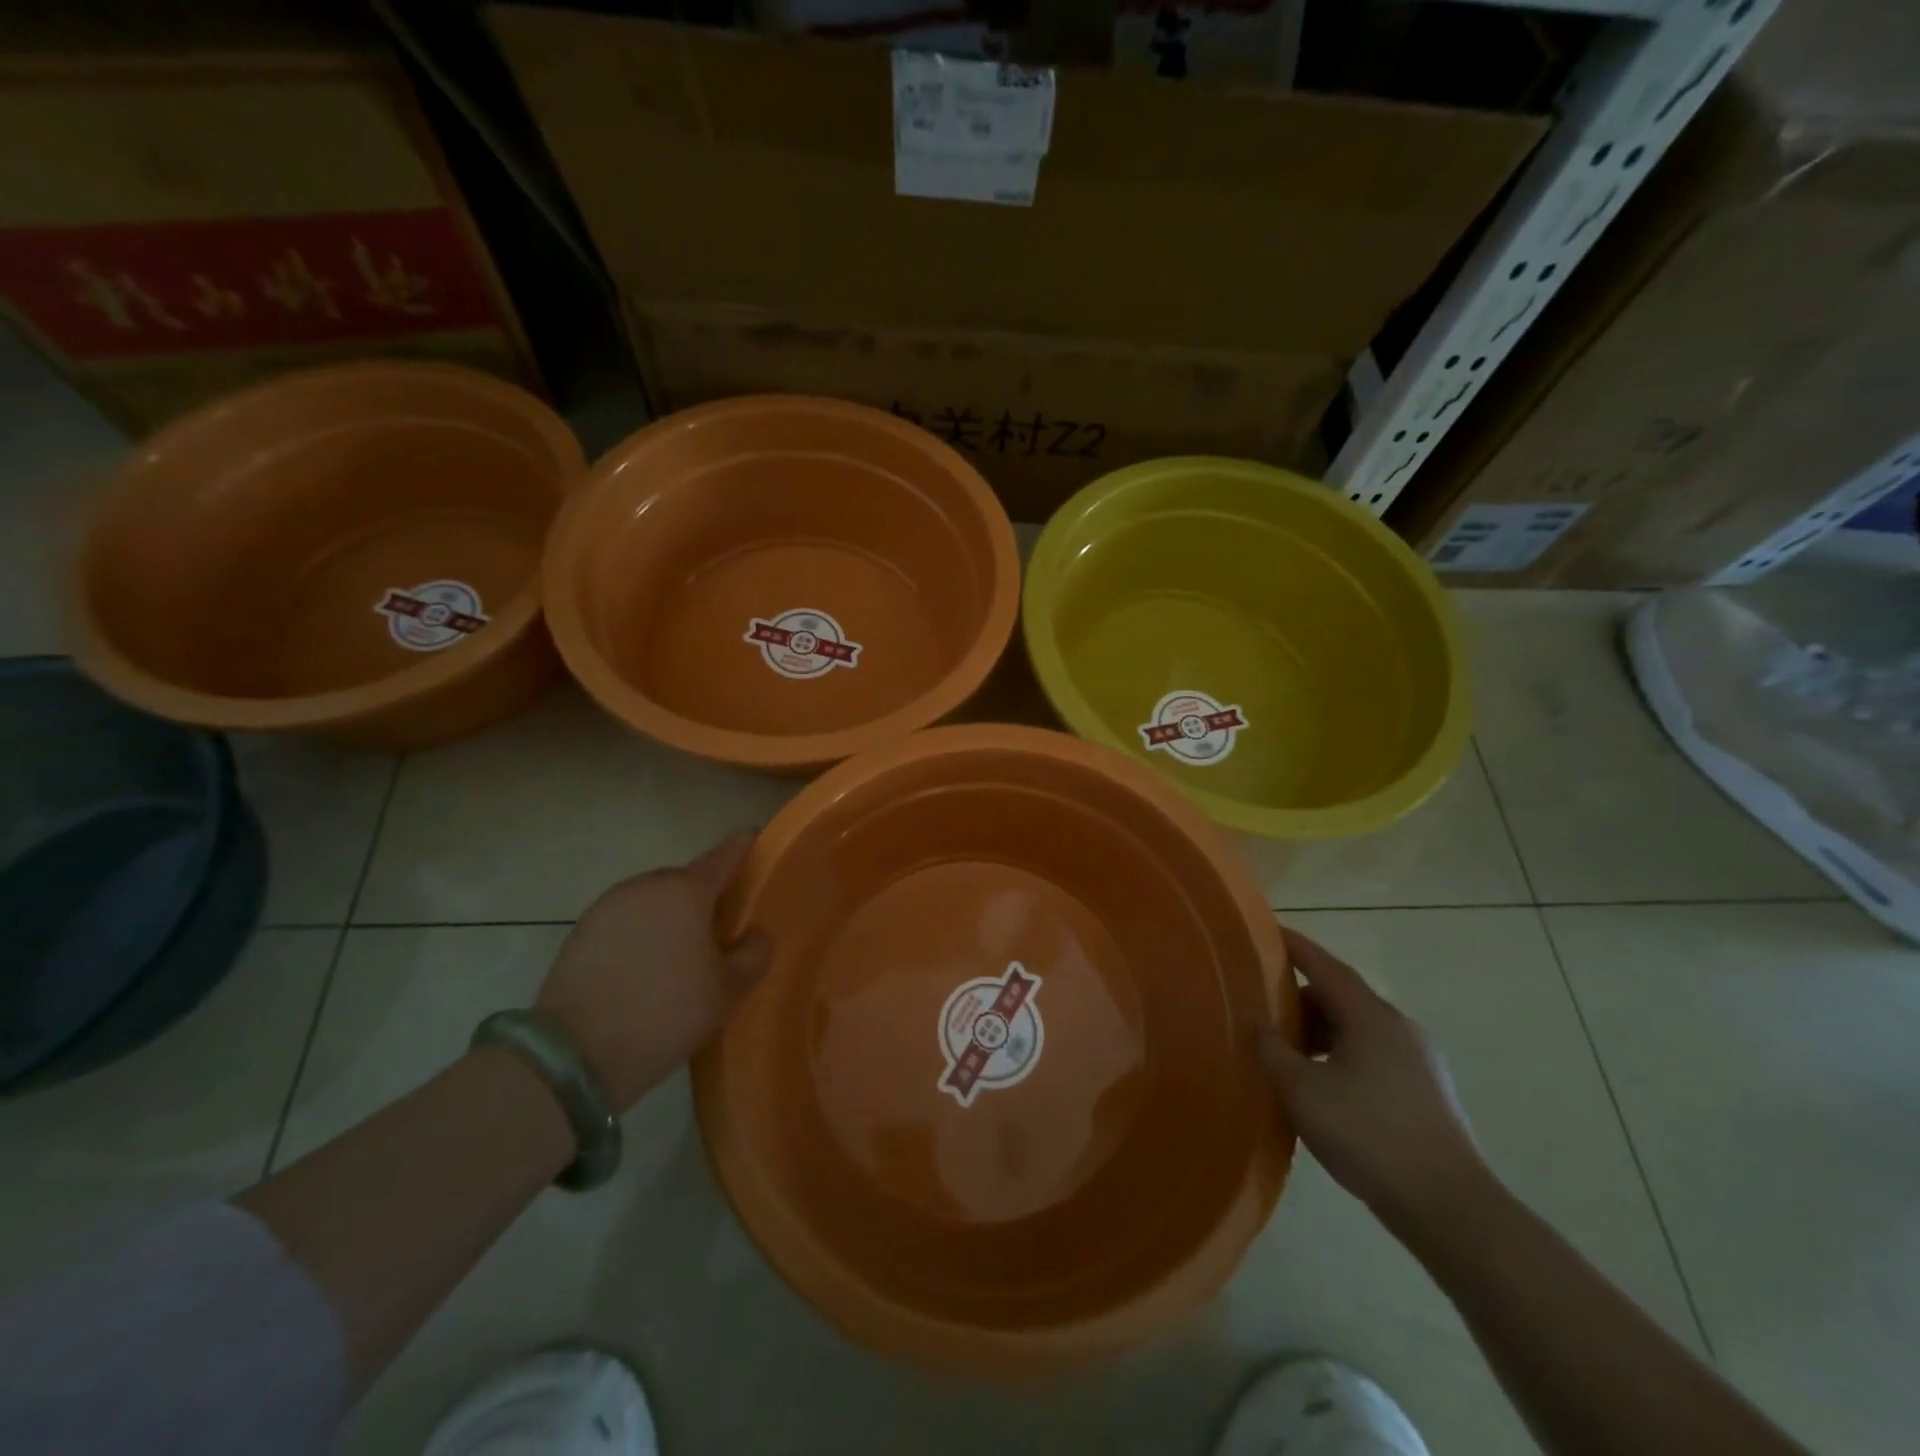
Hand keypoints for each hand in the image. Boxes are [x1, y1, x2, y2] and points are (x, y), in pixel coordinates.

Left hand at [536, 833, 770, 1111]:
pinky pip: (625, 922)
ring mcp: (608, 906)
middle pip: (685, 880)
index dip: (743, 847)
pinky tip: (644, 969)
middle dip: (703, 896)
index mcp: (686, 890)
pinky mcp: (580, 932)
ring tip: (680, 954)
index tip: (753, 841)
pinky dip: (640, 934)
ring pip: (652, 901)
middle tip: (719, 928)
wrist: (576, 1053)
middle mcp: (646, 886)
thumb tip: (754, 935)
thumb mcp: (727, 990)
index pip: (724, 856)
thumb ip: (753, 954)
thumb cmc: (667, 1011)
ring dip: (668, 917)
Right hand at [1258, 929, 1489, 1229]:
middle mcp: (1398, 1027)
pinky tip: (1322, 1089)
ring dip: (1320, 1033)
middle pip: (1340, 996)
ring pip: (1357, 1029)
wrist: (1450, 1208)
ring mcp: (1418, 1061)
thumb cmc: (1369, 1135)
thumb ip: (1272, 1050)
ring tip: (1287, 1056)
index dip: (1294, 947)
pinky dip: (1340, 1056)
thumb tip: (1257, 1025)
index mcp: (1370, 1015)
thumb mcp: (1302, 1090)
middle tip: (1262, 1011)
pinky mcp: (1426, 1092)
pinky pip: (1372, 1056)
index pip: (1324, 965)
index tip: (1267, 933)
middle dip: (1299, 999)